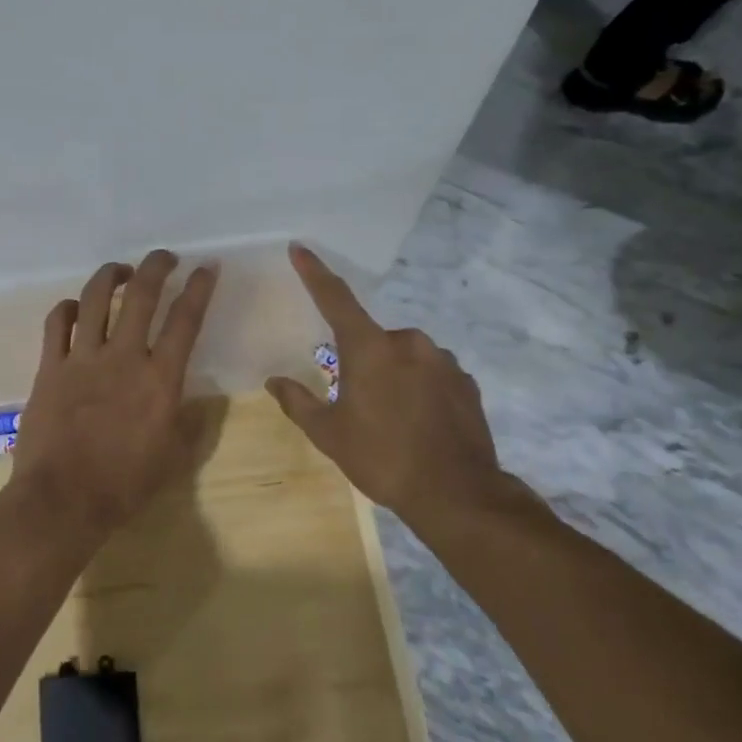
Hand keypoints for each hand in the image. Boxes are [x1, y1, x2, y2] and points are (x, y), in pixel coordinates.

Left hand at [15, 250, 218, 532]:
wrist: (63, 500)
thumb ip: (191, 424)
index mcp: (159, 379)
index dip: (199, 288)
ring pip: (96, 298)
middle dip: (156, 266)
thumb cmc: (124, 485)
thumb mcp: (174, 458)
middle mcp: (122, 358)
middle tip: (165, 257)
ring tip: (121, 270)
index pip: (185, 320)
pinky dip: (68, 307)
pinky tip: (76, 307)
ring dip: (111, 275)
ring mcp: (82, 359)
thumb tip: (201, 402)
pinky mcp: (49, 367)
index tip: (206, 267)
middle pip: (141, 295)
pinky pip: (57, 323)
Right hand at [267, 244, 524, 537]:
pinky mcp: (466, 381)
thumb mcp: (329, 434)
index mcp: (370, 348)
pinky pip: (432, 373)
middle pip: (373, 339)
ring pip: (405, 356)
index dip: (315, 273)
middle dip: (362, 361)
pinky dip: (420, 388)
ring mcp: (443, 360)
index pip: (335, 298)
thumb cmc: (382, 458)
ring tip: (392, 419)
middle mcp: (409, 343)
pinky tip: (419, 422)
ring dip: (393, 374)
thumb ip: (298, 402)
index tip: (300, 248)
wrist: (457, 493)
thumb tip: (274, 381)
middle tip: (357, 401)